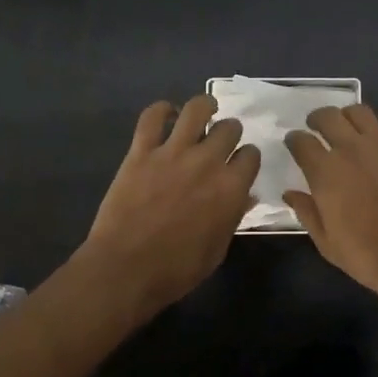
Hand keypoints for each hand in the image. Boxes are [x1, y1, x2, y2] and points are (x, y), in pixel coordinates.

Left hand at [81, 94, 260, 313]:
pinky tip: (166, 113)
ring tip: (205, 110)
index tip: (241, 163)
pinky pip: (152, 117)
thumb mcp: (218, 248)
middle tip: (221, 142)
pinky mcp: (141, 151)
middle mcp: (207, 162)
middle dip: (230, 133)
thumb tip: (246, 196)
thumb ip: (234, 216)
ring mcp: (173, 152)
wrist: (126, 269)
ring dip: (205, 107)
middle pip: (229, 128)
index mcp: (231, 188)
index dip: (247, 157)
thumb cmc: (178, 269)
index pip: (251, 155)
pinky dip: (161, 110)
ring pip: (196, 109)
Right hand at [284, 104, 377, 332]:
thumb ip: (306, 212)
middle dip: (317, 119)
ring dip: (349, 115)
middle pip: (327, 116)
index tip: (295, 144)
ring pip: (360, 111)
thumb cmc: (366, 255)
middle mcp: (350, 148)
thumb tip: (290, 193)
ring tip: (349, 126)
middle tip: (318, 128)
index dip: (294, 140)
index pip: (300, 141)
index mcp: (324, 171)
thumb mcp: (326, 242)